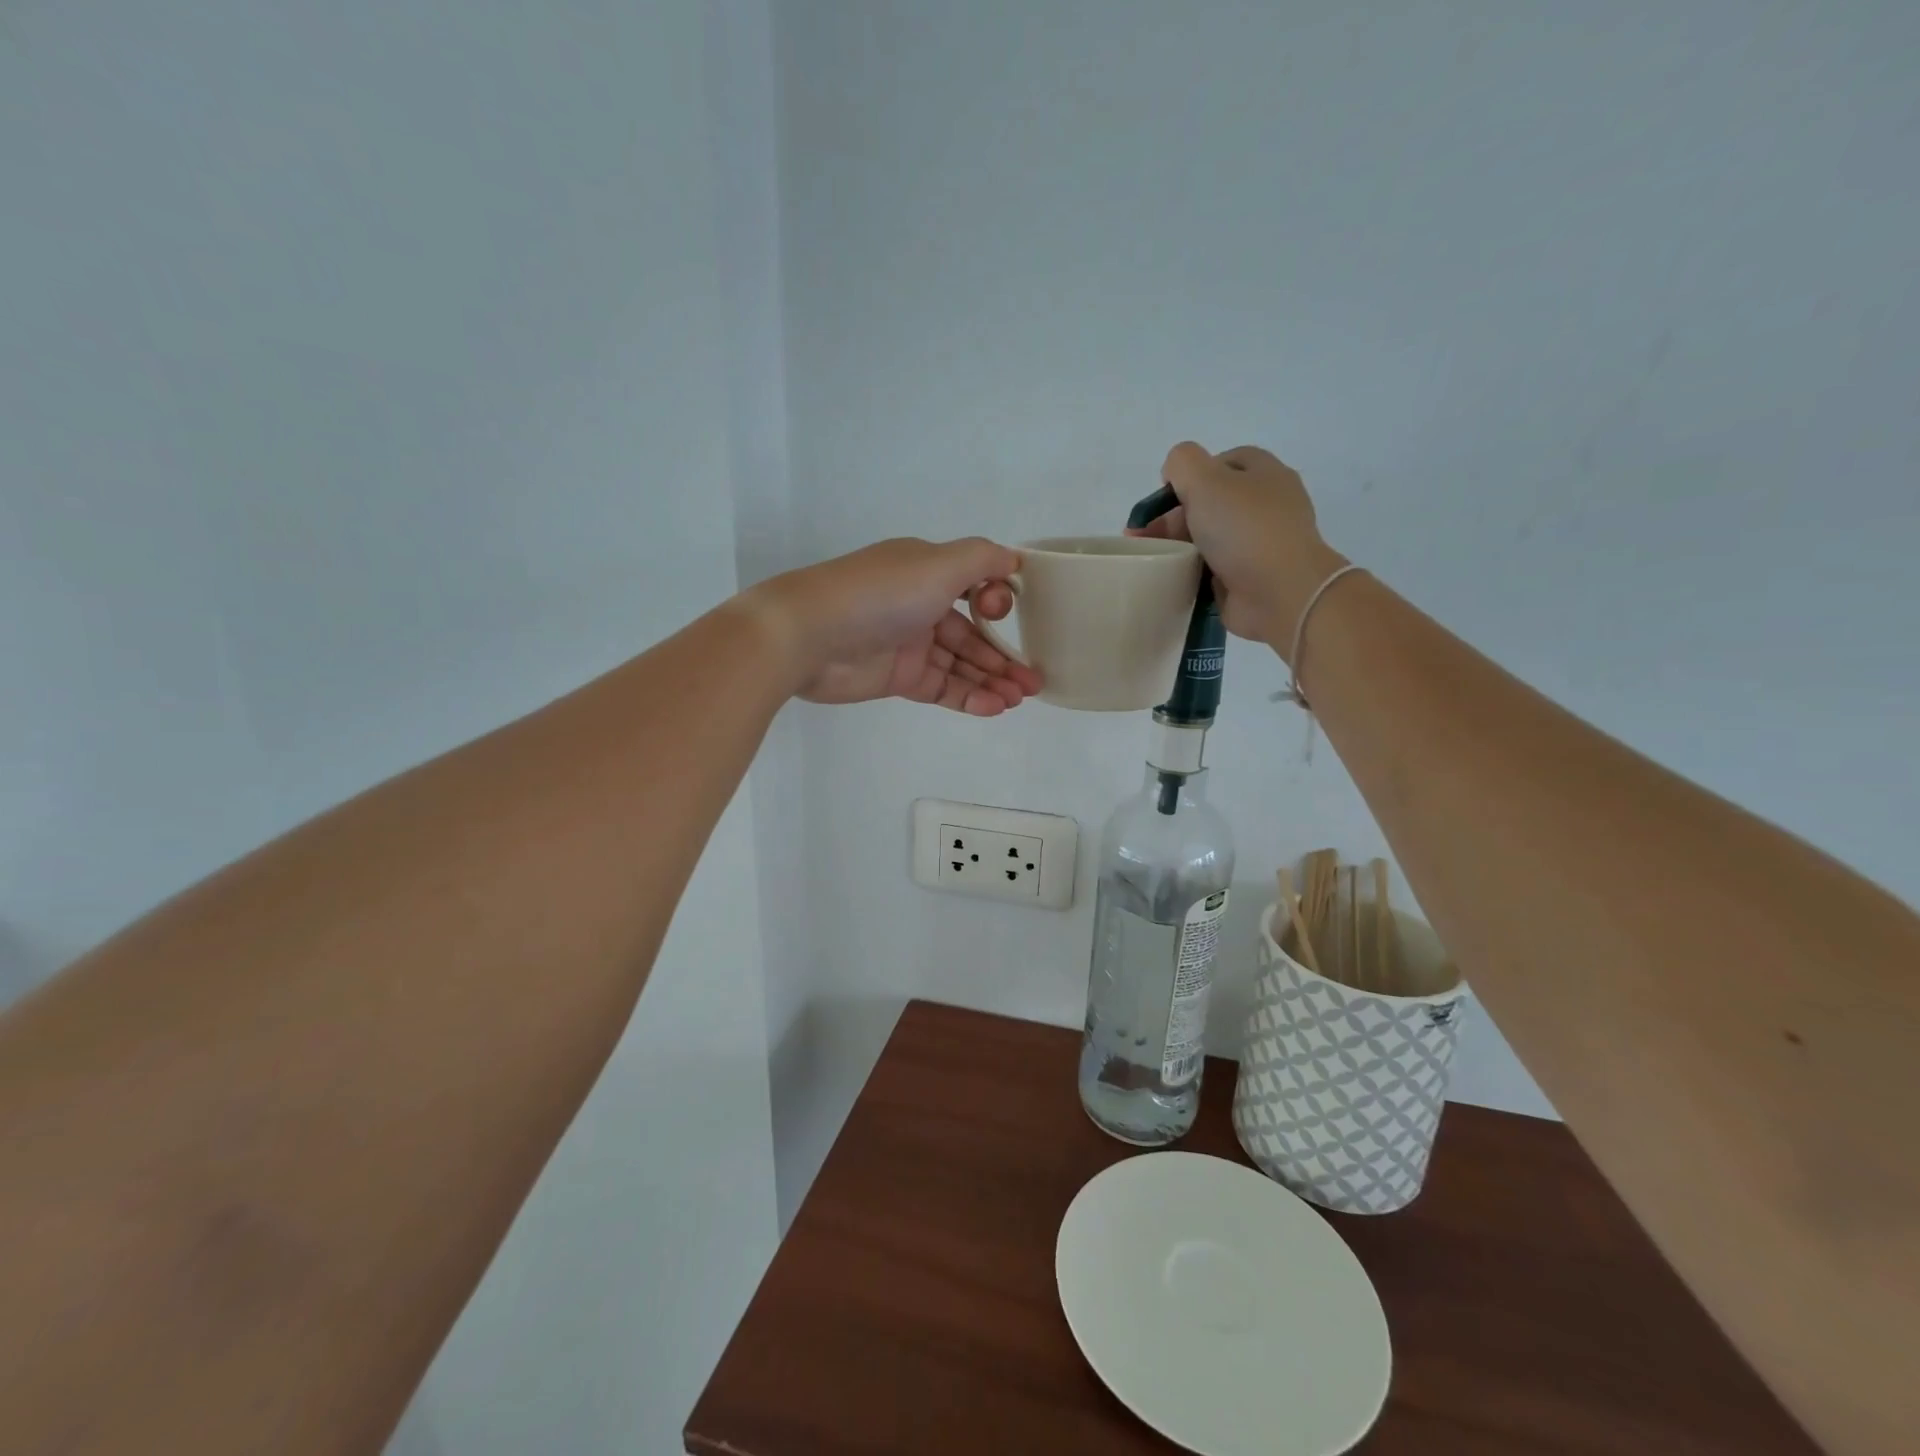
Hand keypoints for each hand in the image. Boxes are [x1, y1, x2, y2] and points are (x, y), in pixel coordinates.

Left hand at [750, 538, 1041, 715]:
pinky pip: (941, 687)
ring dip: (992, 680)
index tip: (1005, 614)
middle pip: (971, 633)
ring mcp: (907, 645)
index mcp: (926, 571)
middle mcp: (919, 605)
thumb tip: (1014, 558)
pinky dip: (969, 696)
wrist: (808, 635)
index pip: (974, 587)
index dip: (996, 602)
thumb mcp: (938, 564)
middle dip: (1003, 655)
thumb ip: (981, 559)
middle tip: (1033, 681)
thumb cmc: (880, 594)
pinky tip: (994, 707)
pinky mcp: (897, 679)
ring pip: (959, 664)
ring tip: (1020, 698)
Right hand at [1131, 442, 1347, 653]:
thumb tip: (1174, 473)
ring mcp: (1261, 544)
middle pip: (1211, 502)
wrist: (1280, 594)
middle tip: (1145, 535)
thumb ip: (1183, 463)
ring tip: (1152, 559)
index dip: (1190, 474)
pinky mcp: (1251, 578)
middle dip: (1174, 516)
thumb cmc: (1244, 530)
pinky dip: (1192, 572)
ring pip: (1210, 538)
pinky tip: (1173, 578)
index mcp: (1264, 474)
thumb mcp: (1206, 480)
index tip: (1165, 497)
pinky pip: (1213, 569)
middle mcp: (1267, 505)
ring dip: (1179, 546)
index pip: (1223, 462)